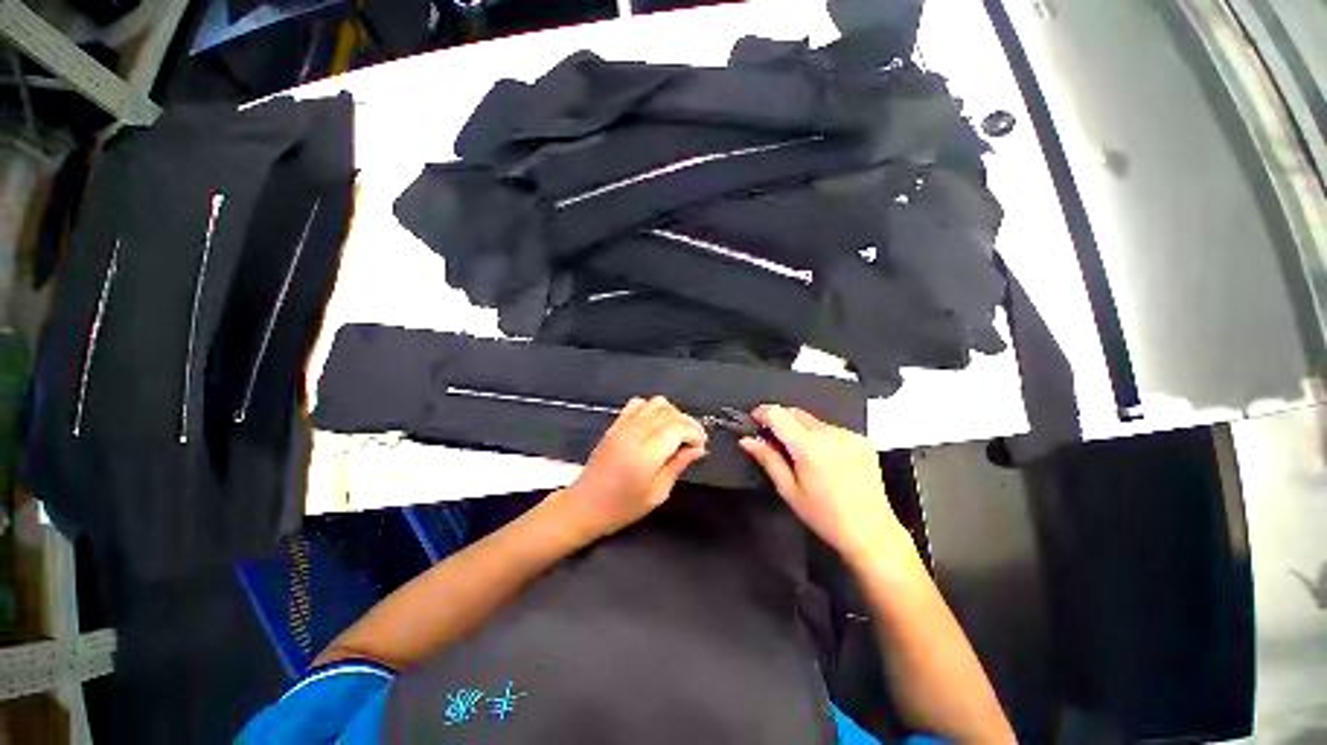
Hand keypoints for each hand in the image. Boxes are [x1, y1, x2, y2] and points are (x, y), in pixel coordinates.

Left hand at [551, 396, 707, 543]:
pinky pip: (638, 403)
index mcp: (645, 455)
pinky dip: (653, 409)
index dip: (695, 433)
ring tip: (677, 433)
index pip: (678, 428)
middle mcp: (633, 434)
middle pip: (670, 413)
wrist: (584, 505)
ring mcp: (622, 426)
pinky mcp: (615, 424)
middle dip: (688, 424)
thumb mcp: (657, 493)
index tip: (701, 447)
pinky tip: (656, 425)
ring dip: (672, 414)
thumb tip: (698, 449)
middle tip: (693, 442)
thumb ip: (678, 466)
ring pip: (656, 403)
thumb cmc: (621, 507)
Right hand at [739, 405, 908, 565]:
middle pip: (795, 412)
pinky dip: (821, 437)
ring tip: (802, 456)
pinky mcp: (862, 441)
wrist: (871, 532)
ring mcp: (848, 435)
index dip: (761, 412)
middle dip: (780, 420)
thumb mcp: (789, 490)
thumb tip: (747, 440)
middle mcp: (829, 433)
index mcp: (808, 445)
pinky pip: (832, 430)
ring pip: (814, 421)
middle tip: (773, 441)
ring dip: (801, 430)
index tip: (754, 420)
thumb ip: (768, 459)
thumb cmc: (824, 516)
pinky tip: (825, 460)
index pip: (777, 413)